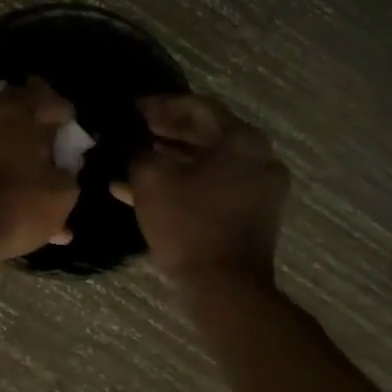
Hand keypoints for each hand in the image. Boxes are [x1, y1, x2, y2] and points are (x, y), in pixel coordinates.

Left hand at [0, 79, 80, 261]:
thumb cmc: (19, 205)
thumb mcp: (64, 192)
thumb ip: (70, 170)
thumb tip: (66, 167)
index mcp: (19, 110)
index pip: (52, 99)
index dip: (67, 118)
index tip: (74, 139)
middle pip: (21, 111)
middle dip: (38, 127)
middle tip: (53, 149)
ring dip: (15, 148)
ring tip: (30, 174)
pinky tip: (8, 190)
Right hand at [112, 94, 288, 284]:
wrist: (223, 287)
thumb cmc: (187, 223)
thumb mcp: (151, 178)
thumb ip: (139, 150)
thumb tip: (133, 141)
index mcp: (242, 140)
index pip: (198, 107)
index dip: (161, 105)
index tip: (132, 109)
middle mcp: (259, 158)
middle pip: (206, 134)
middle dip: (166, 132)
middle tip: (133, 132)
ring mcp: (259, 188)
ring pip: (208, 162)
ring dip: (171, 159)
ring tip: (133, 160)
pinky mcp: (252, 214)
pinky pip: (214, 186)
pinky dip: (184, 184)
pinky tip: (144, 191)